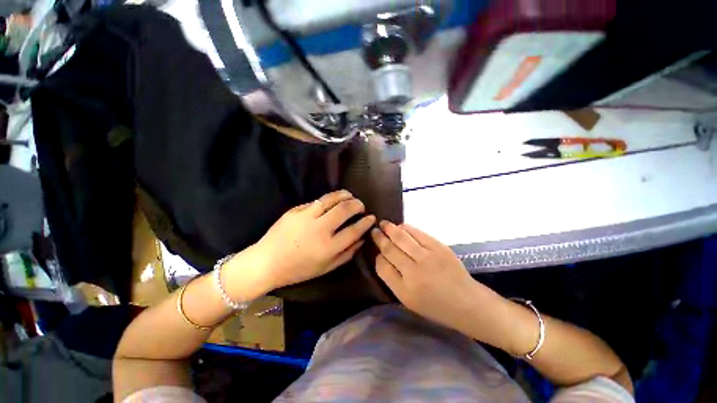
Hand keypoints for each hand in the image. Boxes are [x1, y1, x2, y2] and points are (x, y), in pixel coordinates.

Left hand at [243, 190, 375, 292]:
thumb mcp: (326, 268)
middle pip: (344, 210)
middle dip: (357, 204)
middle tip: (361, 204)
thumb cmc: (299, 269)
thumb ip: (347, 254)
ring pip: (331, 199)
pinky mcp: (295, 210)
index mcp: (328, 247)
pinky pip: (316, 201)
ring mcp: (306, 217)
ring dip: (344, 195)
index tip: (372, 217)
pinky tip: (331, 201)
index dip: (366, 222)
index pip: (354, 230)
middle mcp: (319, 229)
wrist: (267, 262)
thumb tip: (362, 239)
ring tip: (350, 195)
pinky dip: (328, 199)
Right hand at [371, 221, 486, 331]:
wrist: (468, 303)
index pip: (382, 267)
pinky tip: (401, 226)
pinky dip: (407, 228)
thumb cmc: (437, 307)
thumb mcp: (410, 302)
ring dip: (390, 229)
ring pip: (402, 238)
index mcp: (405, 291)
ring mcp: (427, 258)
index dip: (378, 257)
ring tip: (383, 223)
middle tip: (374, 231)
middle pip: (390, 250)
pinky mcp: (439, 248)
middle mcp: (413, 273)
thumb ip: (393, 281)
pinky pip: (418, 234)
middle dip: (379, 238)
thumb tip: (382, 258)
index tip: (377, 252)